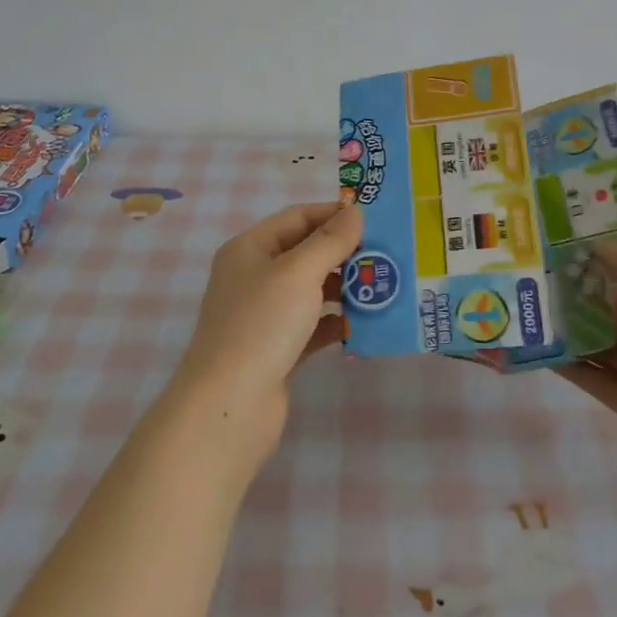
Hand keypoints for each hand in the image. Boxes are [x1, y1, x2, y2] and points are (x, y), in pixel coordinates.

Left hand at [166, 201, 362, 465]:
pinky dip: (335, 322)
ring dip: (344, 287)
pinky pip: (313, 325)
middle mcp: (254, 276)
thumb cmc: (262, 324)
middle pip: (305, 253)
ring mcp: (265, 315)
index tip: (375, 218)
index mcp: (249, 249)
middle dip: (344, 253)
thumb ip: (330, 241)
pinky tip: (362, 324)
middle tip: (386, 254)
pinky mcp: (278, 349)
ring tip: (382, 287)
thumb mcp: (298, 273)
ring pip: (311, 290)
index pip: (297, 217)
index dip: (333, 214)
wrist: (230, 405)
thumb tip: (355, 212)